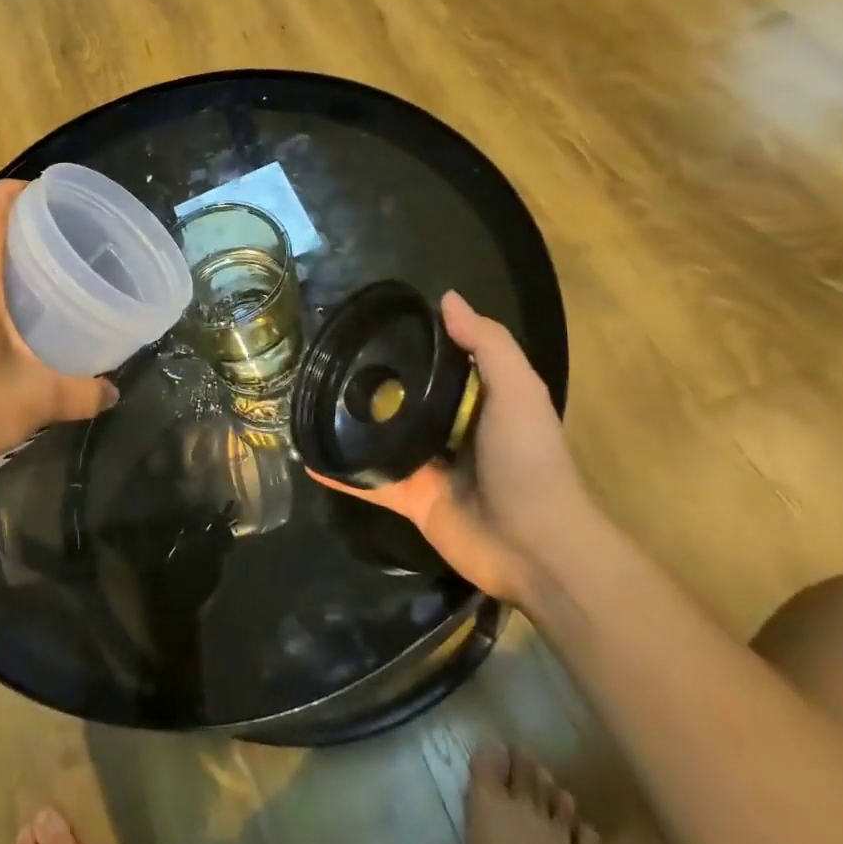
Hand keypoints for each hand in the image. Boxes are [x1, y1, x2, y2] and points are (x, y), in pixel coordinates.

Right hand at [306, 291, 601, 602]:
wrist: (535, 546)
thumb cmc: (529, 459)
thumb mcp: (517, 390)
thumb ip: (487, 344)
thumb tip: (446, 297)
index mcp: (477, 401)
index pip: (438, 364)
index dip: (410, 342)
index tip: (369, 322)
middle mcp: (450, 430)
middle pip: (403, 399)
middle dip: (370, 382)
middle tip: (324, 359)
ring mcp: (427, 467)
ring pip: (381, 439)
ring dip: (350, 426)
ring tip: (308, 400)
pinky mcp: (410, 500)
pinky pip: (368, 482)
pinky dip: (341, 474)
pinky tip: (308, 459)